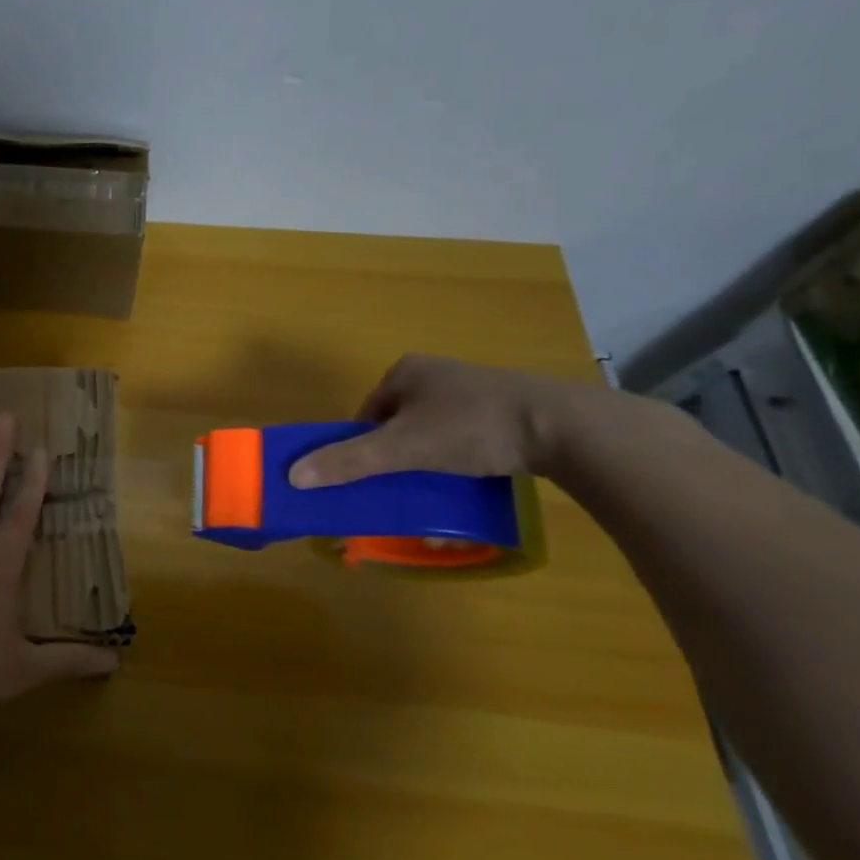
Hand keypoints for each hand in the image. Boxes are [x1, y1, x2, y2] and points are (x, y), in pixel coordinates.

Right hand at [288, 353, 591, 487]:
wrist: (567, 427)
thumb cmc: (472, 427)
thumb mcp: (403, 448)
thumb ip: (349, 461)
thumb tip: (292, 475)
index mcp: (405, 371)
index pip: (366, 414)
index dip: (363, 446)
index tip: (374, 476)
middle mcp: (436, 374)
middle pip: (398, 424)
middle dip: (397, 457)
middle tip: (404, 486)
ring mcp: (473, 389)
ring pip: (432, 432)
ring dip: (429, 461)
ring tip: (439, 488)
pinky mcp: (506, 407)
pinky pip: (466, 436)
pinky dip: (461, 458)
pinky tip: (472, 479)